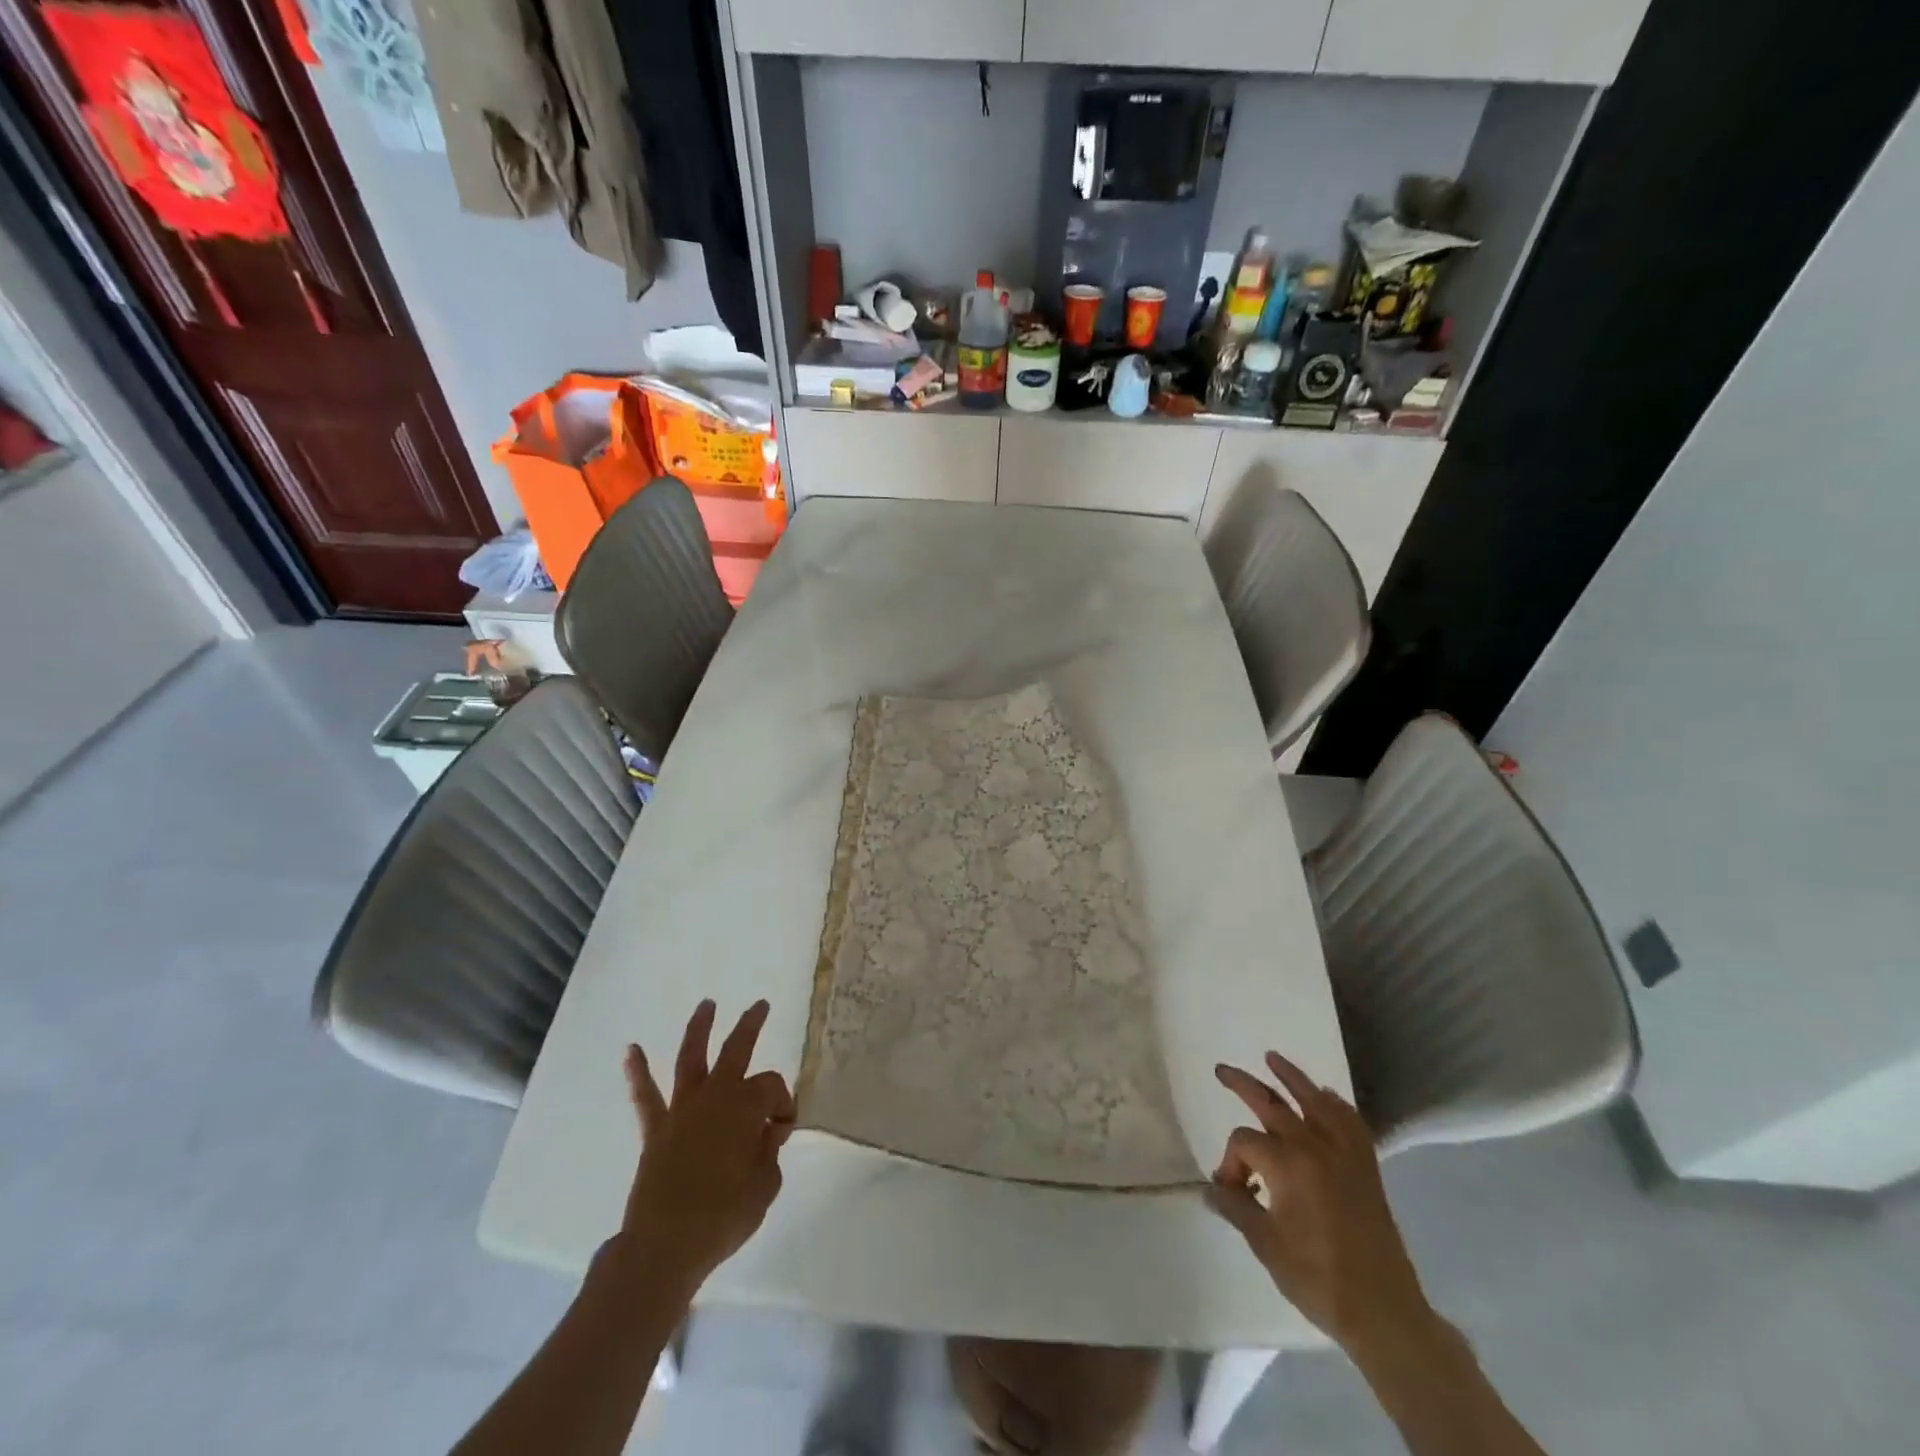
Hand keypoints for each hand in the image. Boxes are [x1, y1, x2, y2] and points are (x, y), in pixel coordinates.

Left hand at [619, 999, 794, 1292]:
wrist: (665, 1246)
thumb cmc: (724, 1216)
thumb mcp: (765, 1186)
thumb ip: (769, 1153)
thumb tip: (765, 1134)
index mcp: (746, 1106)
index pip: (773, 1088)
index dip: (783, 1105)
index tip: (782, 1132)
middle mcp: (715, 1096)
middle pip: (736, 1050)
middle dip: (750, 1025)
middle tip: (761, 1005)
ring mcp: (682, 1109)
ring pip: (691, 1058)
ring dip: (699, 1028)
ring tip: (706, 1004)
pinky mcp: (656, 1130)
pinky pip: (646, 1096)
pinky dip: (638, 1073)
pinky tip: (630, 1050)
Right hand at [1206, 1052, 1435, 1358]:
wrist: (1383, 1312)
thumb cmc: (1318, 1278)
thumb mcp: (1266, 1245)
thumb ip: (1235, 1208)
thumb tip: (1209, 1189)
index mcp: (1287, 1165)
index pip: (1244, 1142)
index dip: (1229, 1163)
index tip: (1229, 1192)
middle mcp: (1314, 1147)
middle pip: (1272, 1103)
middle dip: (1243, 1084)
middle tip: (1222, 1069)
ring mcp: (1344, 1154)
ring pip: (1313, 1100)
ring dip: (1291, 1077)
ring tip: (1272, 1057)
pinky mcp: (1366, 1167)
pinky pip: (1349, 1122)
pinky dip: (1335, 1104)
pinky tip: (1325, 1096)